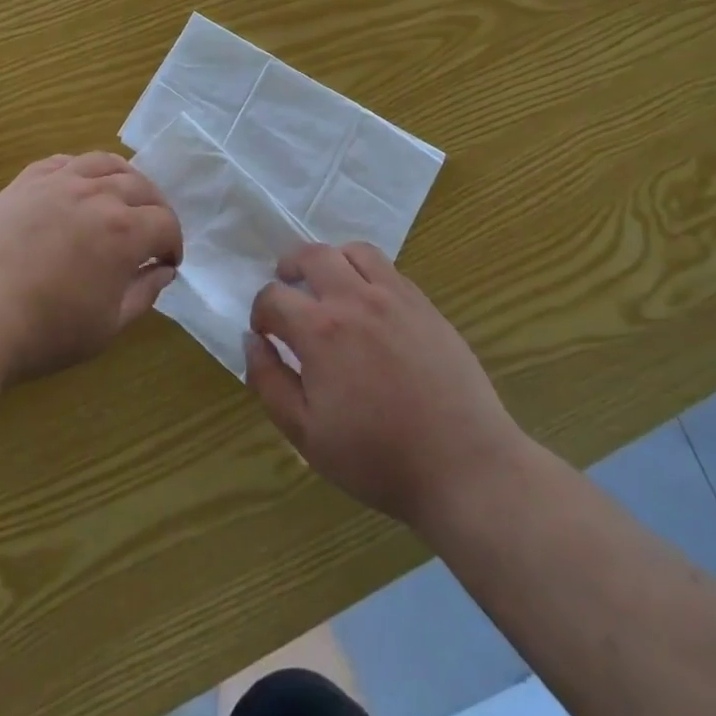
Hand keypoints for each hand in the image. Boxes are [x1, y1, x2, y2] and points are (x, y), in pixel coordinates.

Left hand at [0, 152, 180, 384]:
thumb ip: (143, 294)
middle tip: (152, 231)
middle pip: (141, 187)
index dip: (173, 243)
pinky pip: (63, 162)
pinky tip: (79, 186)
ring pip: (105, 163)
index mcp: (124, 232)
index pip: (165, 223)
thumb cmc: (43, 333)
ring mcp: (58, 183)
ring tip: (123, 198)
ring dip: (124, 179)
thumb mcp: (107, 327)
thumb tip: (163, 271)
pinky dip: (81, 170)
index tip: (167, 262)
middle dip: (155, 209)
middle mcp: (97, 195)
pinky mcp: (25, 182)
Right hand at [245, 243, 520, 533]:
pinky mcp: (424, 304)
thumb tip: (253, 341)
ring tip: (329, 285)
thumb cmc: (377, 457)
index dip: (261, 311)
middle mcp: (354, 298)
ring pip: (353, 251)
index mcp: (320, 330)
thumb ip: (269, 382)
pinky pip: (388, 268)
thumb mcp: (306, 434)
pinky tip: (369, 302)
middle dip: (289, 267)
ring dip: (331, 261)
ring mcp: (394, 296)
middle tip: (288, 288)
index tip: (266, 332)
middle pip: (312, 255)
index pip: (274, 296)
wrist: (462, 464)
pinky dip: (366, 271)